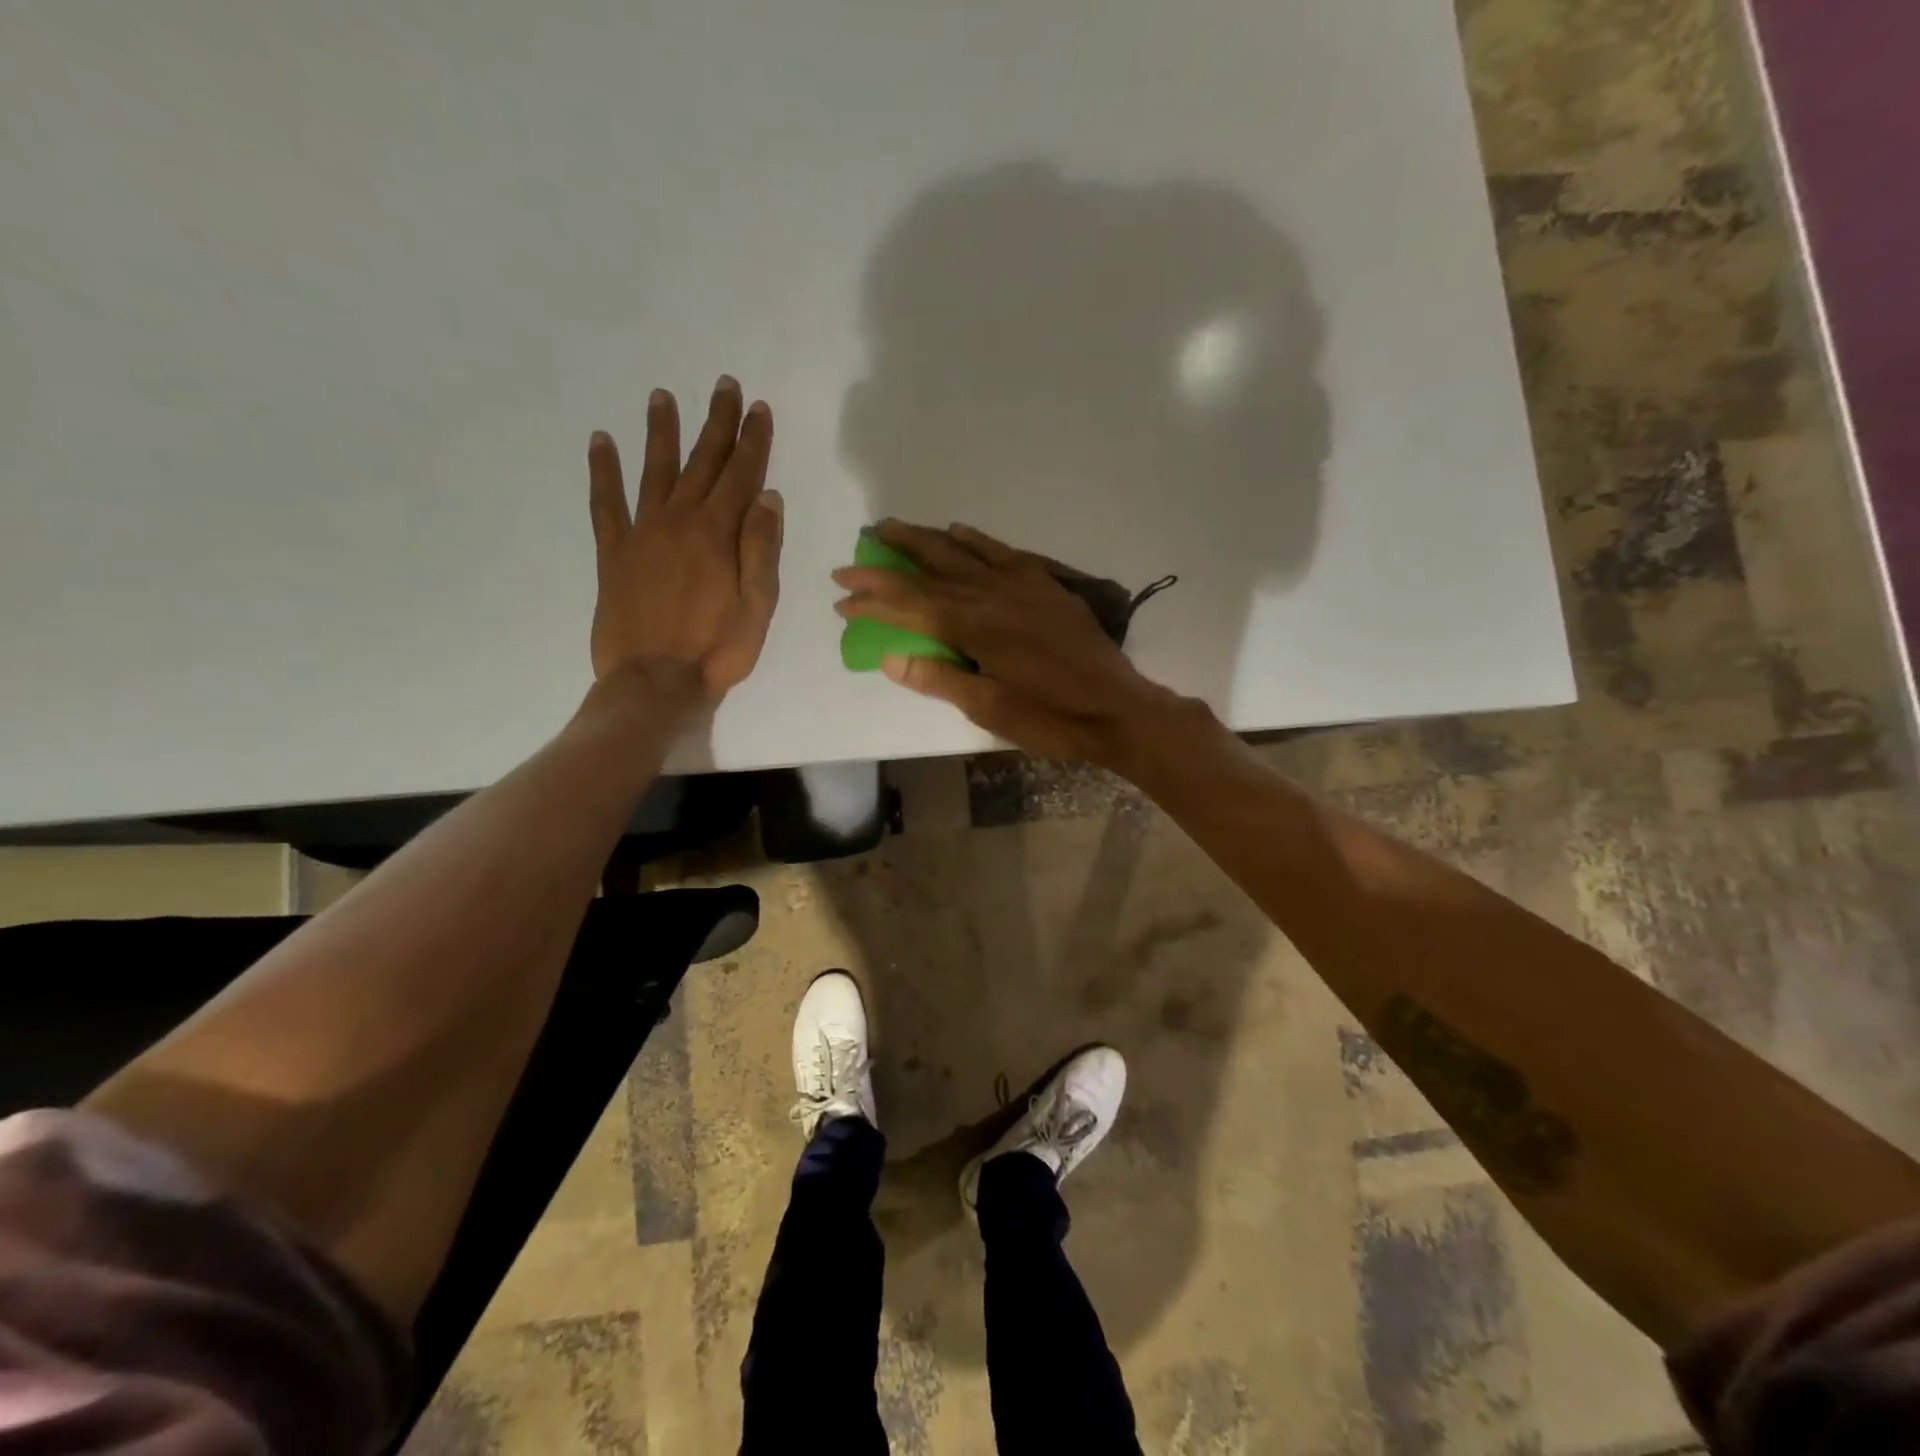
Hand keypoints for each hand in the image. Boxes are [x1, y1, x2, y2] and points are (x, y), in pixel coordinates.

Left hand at [588, 377, 782, 703]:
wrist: (655, 682)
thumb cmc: (718, 649)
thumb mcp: (759, 605)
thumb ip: (762, 549)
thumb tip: (767, 497)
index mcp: (719, 534)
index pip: (742, 476)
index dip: (752, 441)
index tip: (759, 409)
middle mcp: (680, 521)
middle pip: (702, 462)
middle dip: (716, 423)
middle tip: (723, 386)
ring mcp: (642, 534)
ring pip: (654, 471)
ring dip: (661, 432)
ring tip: (662, 397)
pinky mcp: (613, 554)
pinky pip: (605, 504)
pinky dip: (602, 472)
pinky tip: (600, 442)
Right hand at [832, 520, 1177, 767]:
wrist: (1117, 708)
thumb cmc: (1050, 718)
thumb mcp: (988, 709)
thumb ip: (939, 678)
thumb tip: (890, 657)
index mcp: (974, 626)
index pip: (909, 605)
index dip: (872, 600)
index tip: (842, 598)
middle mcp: (992, 594)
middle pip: (929, 568)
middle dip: (888, 560)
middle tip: (857, 550)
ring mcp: (1021, 585)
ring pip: (962, 551)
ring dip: (924, 539)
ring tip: (893, 528)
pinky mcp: (1045, 585)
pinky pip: (1003, 552)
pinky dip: (976, 540)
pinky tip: (959, 532)